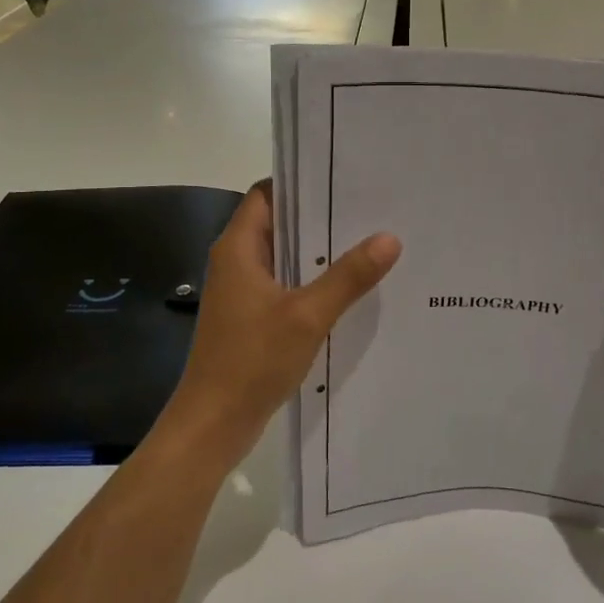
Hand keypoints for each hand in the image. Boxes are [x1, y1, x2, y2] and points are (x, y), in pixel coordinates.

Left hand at [156, 180, 399, 473]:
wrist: (213, 423)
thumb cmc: (252, 360)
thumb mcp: (307, 315)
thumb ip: (348, 277)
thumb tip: (390, 238)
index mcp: (238, 248)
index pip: (267, 194)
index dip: (300, 182)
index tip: (343, 178)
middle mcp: (237, 261)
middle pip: (279, 222)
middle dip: (320, 216)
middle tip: (369, 209)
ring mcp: (243, 291)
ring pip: (284, 256)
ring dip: (318, 251)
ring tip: (368, 242)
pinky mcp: (252, 316)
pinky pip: (285, 284)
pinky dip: (311, 280)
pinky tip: (347, 288)